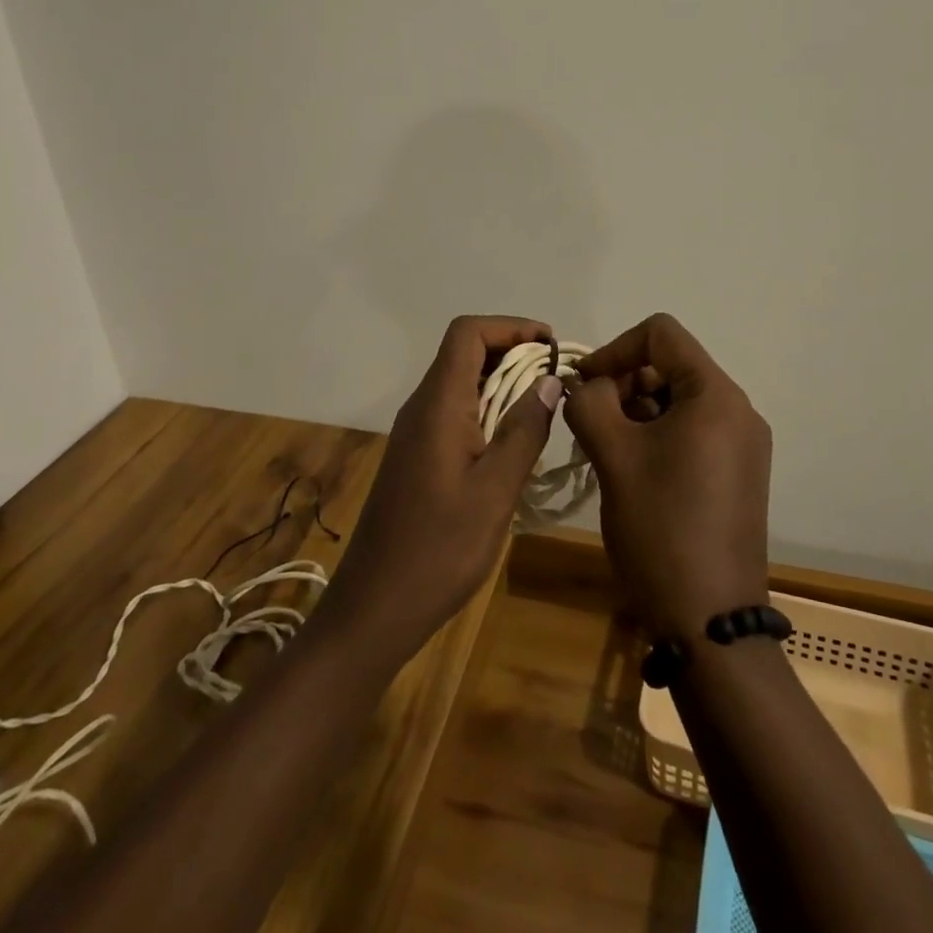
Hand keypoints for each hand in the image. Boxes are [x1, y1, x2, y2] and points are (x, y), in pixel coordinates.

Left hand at [320, 316, 562, 660]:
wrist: (376, 606)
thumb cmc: (439, 549)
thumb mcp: (495, 491)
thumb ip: (524, 430)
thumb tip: (549, 381)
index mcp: (438, 405)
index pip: (467, 333)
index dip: (510, 326)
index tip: (550, 347)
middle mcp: (422, 408)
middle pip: (464, 353)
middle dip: (512, 353)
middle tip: (556, 379)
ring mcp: (416, 433)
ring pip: (461, 383)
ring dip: (502, 383)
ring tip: (545, 406)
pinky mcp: (417, 457)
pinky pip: (455, 412)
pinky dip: (488, 410)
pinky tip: (514, 442)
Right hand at [564, 313, 772, 642]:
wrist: (709, 623)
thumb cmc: (660, 527)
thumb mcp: (613, 456)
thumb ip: (589, 402)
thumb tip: (584, 384)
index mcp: (716, 396)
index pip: (661, 334)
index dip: (615, 349)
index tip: (584, 385)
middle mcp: (739, 411)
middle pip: (671, 366)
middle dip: (623, 384)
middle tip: (592, 423)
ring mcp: (743, 446)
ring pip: (678, 401)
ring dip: (636, 413)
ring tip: (606, 451)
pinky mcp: (738, 475)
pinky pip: (692, 432)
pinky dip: (656, 437)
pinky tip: (631, 471)